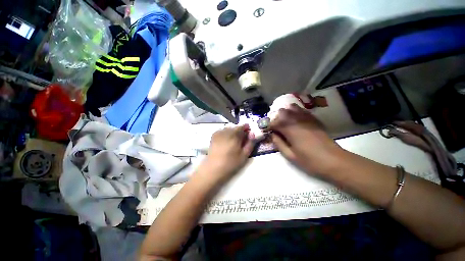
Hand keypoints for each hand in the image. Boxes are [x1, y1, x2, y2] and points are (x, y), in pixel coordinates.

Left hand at [198, 124, 253, 183]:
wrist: (214, 168)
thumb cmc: (231, 163)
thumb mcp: (244, 155)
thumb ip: (250, 143)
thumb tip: (252, 133)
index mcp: (234, 135)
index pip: (242, 126)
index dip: (246, 128)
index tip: (249, 132)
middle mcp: (226, 131)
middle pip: (235, 127)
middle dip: (240, 131)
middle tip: (242, 139)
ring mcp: (219, 133)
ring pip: (229, 129)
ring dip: (233, 132)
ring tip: (234, 140)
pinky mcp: (214, 136)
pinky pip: (222, 131)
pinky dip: (226, 133)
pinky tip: (226, 140)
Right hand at [269, 104, 341, 174]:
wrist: (334, 161)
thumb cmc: (310, 161)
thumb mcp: (290, 156)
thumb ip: (279, 143)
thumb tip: (272, 135)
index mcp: (290, 130)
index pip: (275, 123)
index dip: (269, 126)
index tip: (267, 131)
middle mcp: (297, 121)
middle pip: (282, 112)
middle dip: (276, 118)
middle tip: (275, 127)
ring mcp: (307, 119)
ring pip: (292, 108)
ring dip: (285, 113)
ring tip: (284, 121)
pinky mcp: (314, 120)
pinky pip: (303, 111)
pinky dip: (296, 111)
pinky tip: (295, 116)